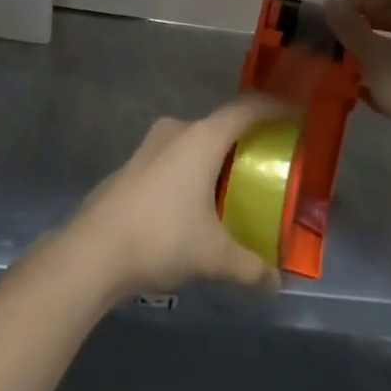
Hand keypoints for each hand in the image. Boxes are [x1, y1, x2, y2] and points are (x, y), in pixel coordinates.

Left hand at [65, 93, 292, 299]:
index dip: (274, 108)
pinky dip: (196, 169)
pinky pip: (177, 156)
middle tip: (270, 160)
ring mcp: (152, 145)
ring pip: (196, 141)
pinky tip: (199, 202)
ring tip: (237, 185)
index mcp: (202, 137)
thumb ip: (250, 266)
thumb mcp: (213, 256)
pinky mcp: (136, 164)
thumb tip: (276, 283)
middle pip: (222, 124)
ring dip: (218, 157)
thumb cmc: (162, 237)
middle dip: (247, 139)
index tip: (297, 114)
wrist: (93, 250)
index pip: (247, 109)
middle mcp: (178, 130)